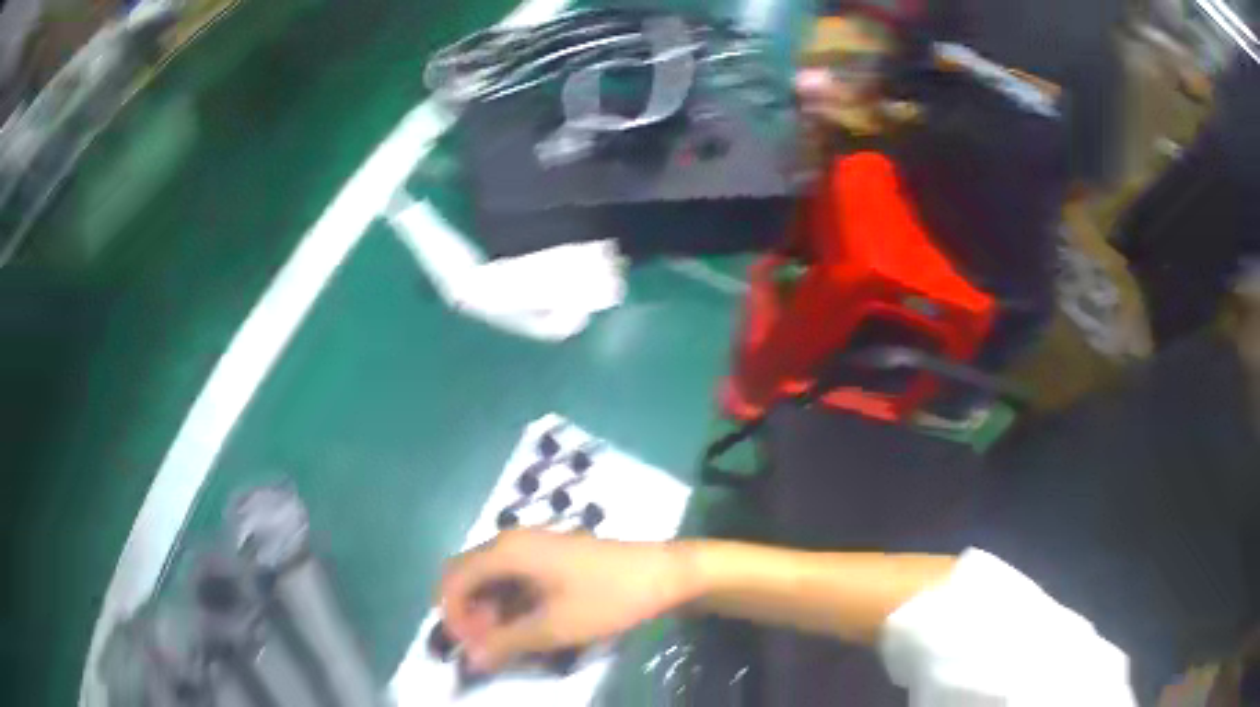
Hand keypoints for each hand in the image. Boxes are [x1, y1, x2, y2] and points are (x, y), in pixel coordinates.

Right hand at [437, 530, 692, 671]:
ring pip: (489, 577)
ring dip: (487, 610)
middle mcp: (512, 541)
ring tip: (506, 642)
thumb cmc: (608, 598)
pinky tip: (525, 625)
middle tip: (486, 646)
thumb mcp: (554, 628)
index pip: (454, 579)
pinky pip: (512, 577)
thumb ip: (505, 642)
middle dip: (467, 612)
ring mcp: (532, 545)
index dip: (452, 615)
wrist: (663, 574)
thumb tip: (469, 660)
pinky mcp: (549, 555)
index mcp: (507, 551)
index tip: (469, 648)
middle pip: (467, 574)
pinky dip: (507, 602)